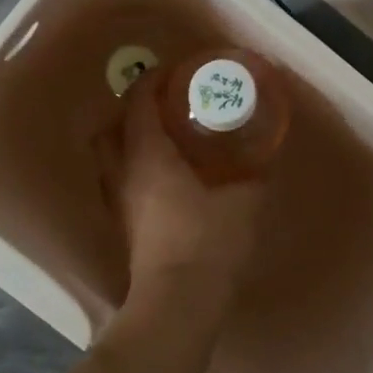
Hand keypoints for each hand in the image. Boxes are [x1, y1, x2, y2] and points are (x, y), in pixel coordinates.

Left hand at [97, 70, 266, 308]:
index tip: (172, 72)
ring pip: (109, 159)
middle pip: (109, 129)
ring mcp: (119, 202)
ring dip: (127, 142)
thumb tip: (263, 155)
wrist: (179, 300)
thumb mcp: (245, 200)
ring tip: (161, 141)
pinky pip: (120, 183)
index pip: (138, 103)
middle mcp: (123, 173)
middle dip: (129, 111)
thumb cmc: (209, 240)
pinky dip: (133, 170)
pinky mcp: (123, 227)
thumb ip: (253, 173)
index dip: (152, 81)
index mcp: (148, 155)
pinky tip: (163, 180)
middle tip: (161, 108)